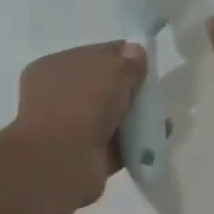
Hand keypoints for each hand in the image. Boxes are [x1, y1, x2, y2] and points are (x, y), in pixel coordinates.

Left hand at [9, 41, 148, 207]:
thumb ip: (128, 61)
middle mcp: (56, 97)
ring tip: (160, 118)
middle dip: (128, 90)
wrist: (63, 161)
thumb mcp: (112, 71)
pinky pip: (114, 145)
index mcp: (54, 68)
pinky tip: (156, 139)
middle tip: (153, 93)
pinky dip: (134, 143)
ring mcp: (68, 129)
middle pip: (101, 88)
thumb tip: (135, 52)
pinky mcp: (83, 157)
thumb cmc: (82, 104)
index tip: (146, 63)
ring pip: (108, 118)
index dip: (121, 56)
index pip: (93, 55)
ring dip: (133, 118)